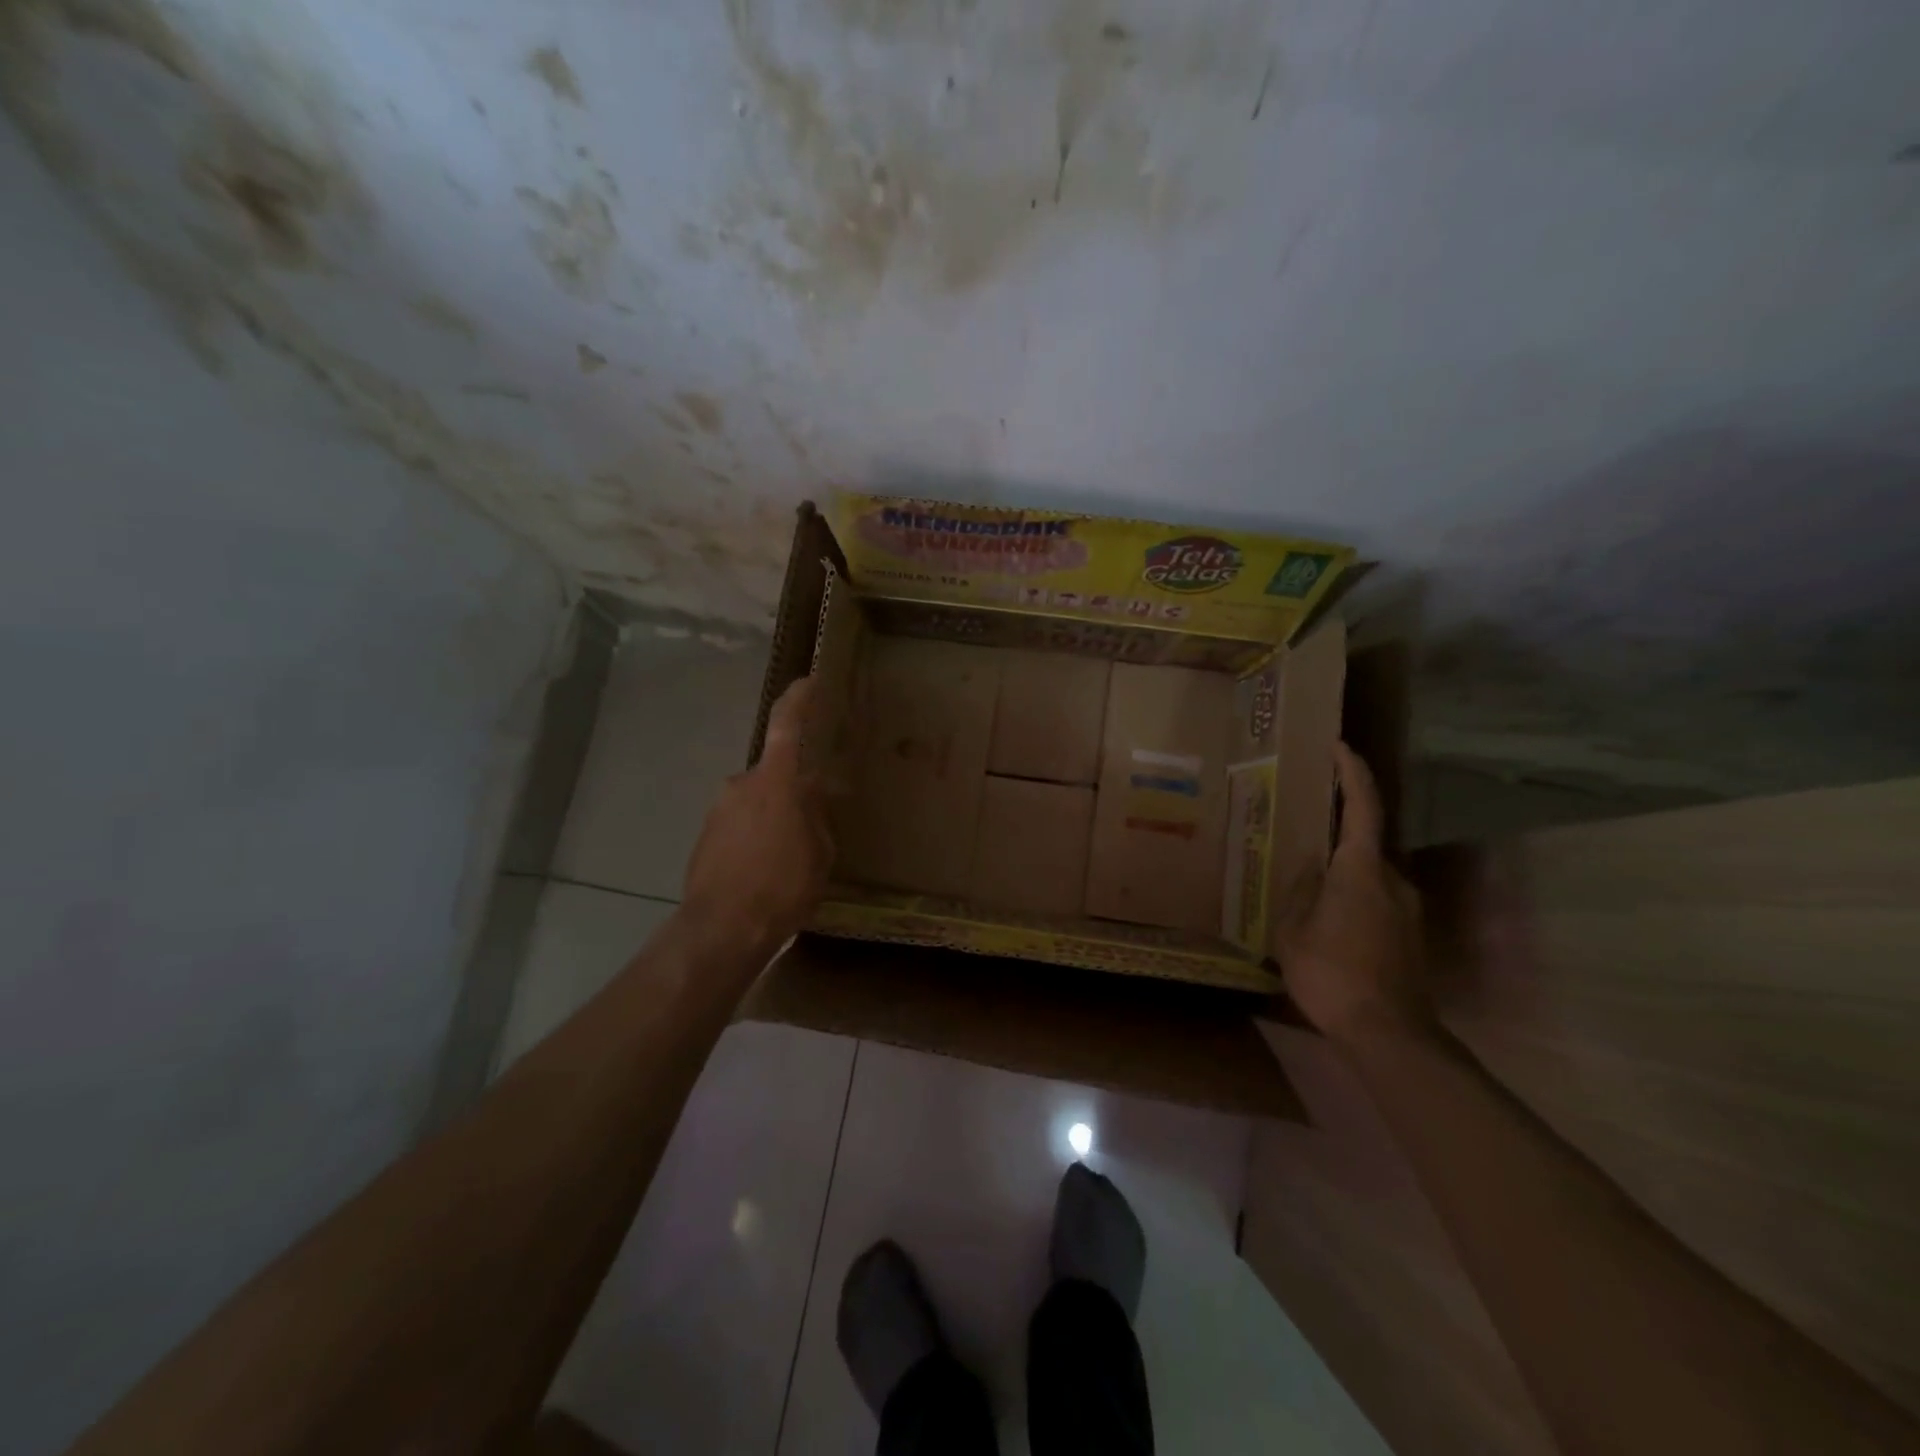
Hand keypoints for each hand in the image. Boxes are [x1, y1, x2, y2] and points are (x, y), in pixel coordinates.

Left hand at [681, 676, 833, 958]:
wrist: (722, 929)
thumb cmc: (783, 886)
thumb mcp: (820, 852)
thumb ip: (816, 815)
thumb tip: (810, 795)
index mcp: (775, 781)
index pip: (786, 724)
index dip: (799, 699)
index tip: (810, 682)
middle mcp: (741, 784)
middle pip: (773, 773)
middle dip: (793, 789)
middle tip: (812, 818)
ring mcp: (719, 809)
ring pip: (756, 800)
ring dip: (773, 816)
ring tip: (790, 855)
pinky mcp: (705, 836)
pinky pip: (739, 823)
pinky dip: (755, 835)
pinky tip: (766, 869)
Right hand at [1277, 743, 1434, 1048]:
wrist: (1389, 1034)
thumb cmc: (1333, 974)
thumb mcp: (1293, 930)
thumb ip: (1300, 891)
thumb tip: (1310, 868)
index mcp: (1362, 869)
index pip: (1363, 806)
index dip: (1352, 772)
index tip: (1338, 747)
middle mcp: (1393, 880)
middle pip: (1364, 842)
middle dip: (1335, 834)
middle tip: (1299, 833)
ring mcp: (1407, 909)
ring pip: (1368, 874)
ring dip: (1341, 872)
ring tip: (1306, 884)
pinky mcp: (1410, 935)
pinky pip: (1375, 899)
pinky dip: (1351, 896)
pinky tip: (1326, 920)